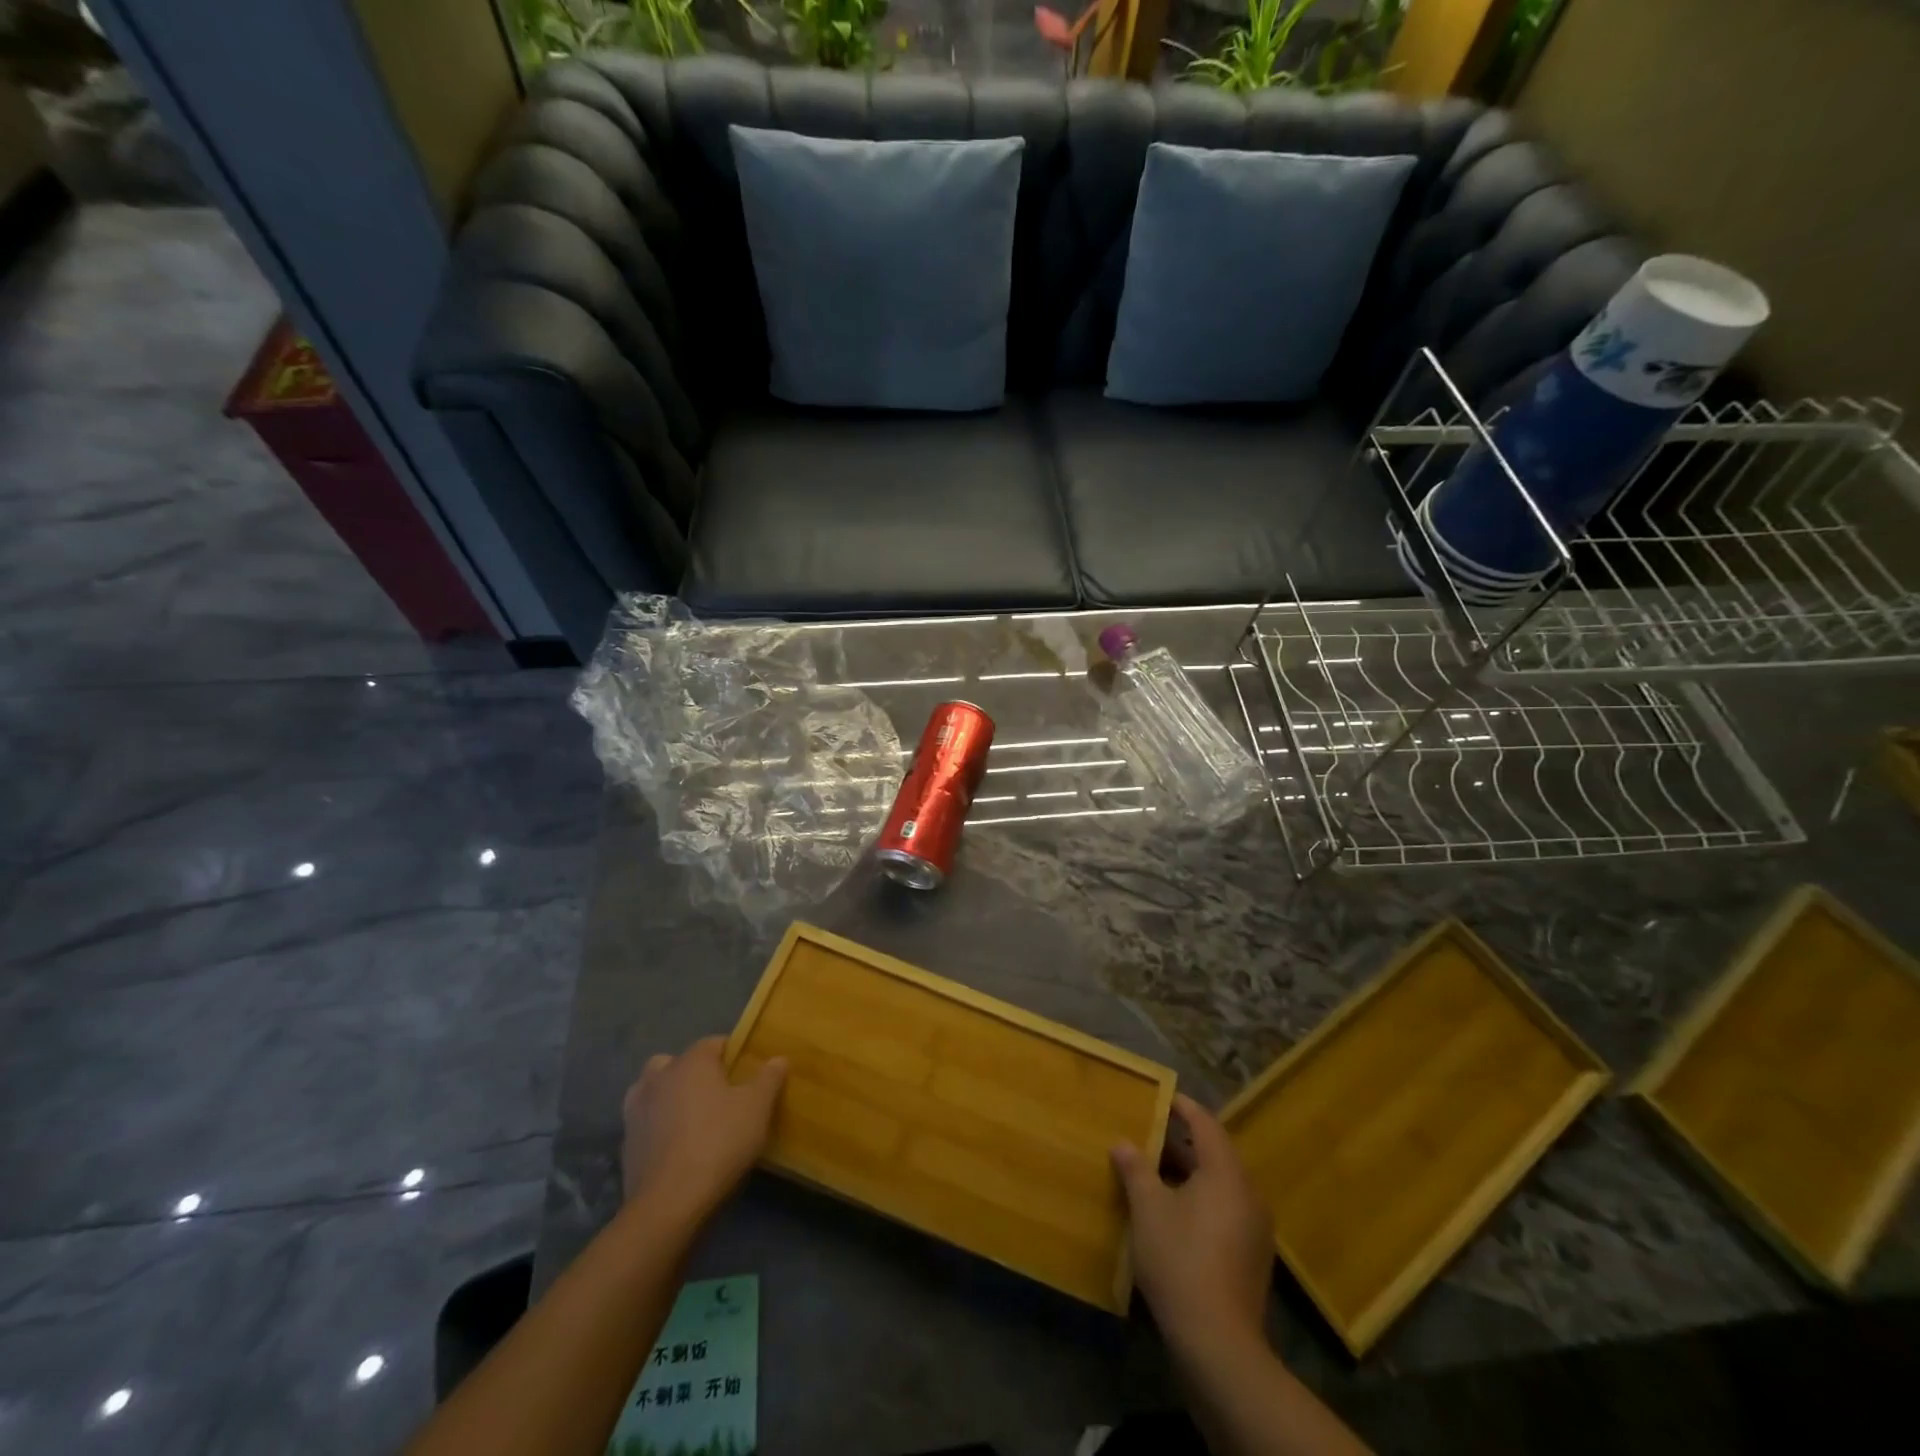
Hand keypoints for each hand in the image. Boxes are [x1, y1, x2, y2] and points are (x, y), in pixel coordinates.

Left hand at [621, 1037, 786, 1218]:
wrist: (669, 1202)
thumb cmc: (719, 1142)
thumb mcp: (757, 1108)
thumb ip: (769, 1078)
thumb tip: (778, 1058)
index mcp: (691, 1061)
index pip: (714, 1042)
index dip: (733, 1055)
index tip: (747, 1074)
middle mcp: (659, 1077)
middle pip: (678, 1062)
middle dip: (695, 1072)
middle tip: (717, 1095)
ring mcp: (637, 1109)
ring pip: (654, 1089)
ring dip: (669, 1096)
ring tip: (691, 1118)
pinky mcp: (626, 1142)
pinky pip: (645, 1122)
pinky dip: (657, 1127)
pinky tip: (674, 1146)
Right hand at [1112, 1093, 1273, 1356]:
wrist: (1219, 1344)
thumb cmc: (1181, 1260)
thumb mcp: (1148, 1208)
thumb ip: (1136, 1169)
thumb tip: (1123, 1143)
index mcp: (1226, 1173)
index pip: (1205, 1124)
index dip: (1182, 1107)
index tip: (1160, 1097)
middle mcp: (1248, 1194)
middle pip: (1214, 1154)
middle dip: (1180, 1143)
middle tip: (1148, 1135)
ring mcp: (1255, 1228)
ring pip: (1219, 1185)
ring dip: (1188, 1174)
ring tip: (1153, 1173)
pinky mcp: (1251, 1257)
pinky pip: (1224, 1211)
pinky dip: (1199, 1201)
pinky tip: (1172, 1214)